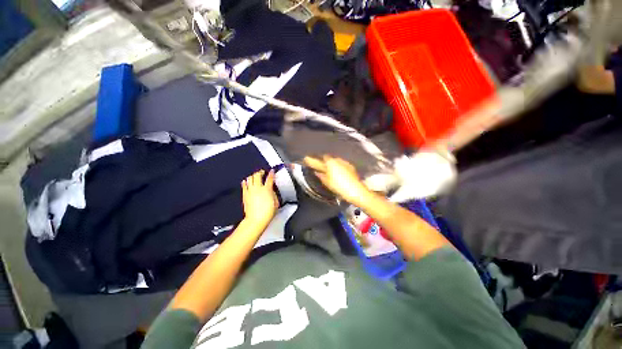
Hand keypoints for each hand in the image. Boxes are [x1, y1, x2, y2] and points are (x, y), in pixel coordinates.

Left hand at [241, 170, 277, 226]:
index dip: (271, 173)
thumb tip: (272, 191)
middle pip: (257, 175)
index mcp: (267, 189)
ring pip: (250, 178)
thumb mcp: (276, 202)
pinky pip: (244, 185)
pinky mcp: (245, 195)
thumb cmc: (267, 213)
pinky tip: (246, 181)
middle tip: (262, 172)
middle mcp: (258, 188)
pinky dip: (245, 182)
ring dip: (253, 176)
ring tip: (255, 176)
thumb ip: (274, 194)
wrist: (256, 219)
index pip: (270, 178)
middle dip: (260, 172)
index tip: (271, 171)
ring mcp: (250, 191)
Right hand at [303, 155, 369, 204]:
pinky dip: (337, 166)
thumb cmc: (339, 187)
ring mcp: (345, 163)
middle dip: (324, 161)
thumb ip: (321, 175)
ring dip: (331, 164)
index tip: (311, 160)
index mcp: (330, 162)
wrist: (356, 191)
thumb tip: (316, 172)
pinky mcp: (351, 167)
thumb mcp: (327, 182)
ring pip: (335, 161)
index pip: (321, 158)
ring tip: (328, 169)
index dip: (316, 159)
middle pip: (329, 158)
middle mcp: (338, 160)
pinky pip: (341, 164)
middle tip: (319, 165)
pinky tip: (337, 172)